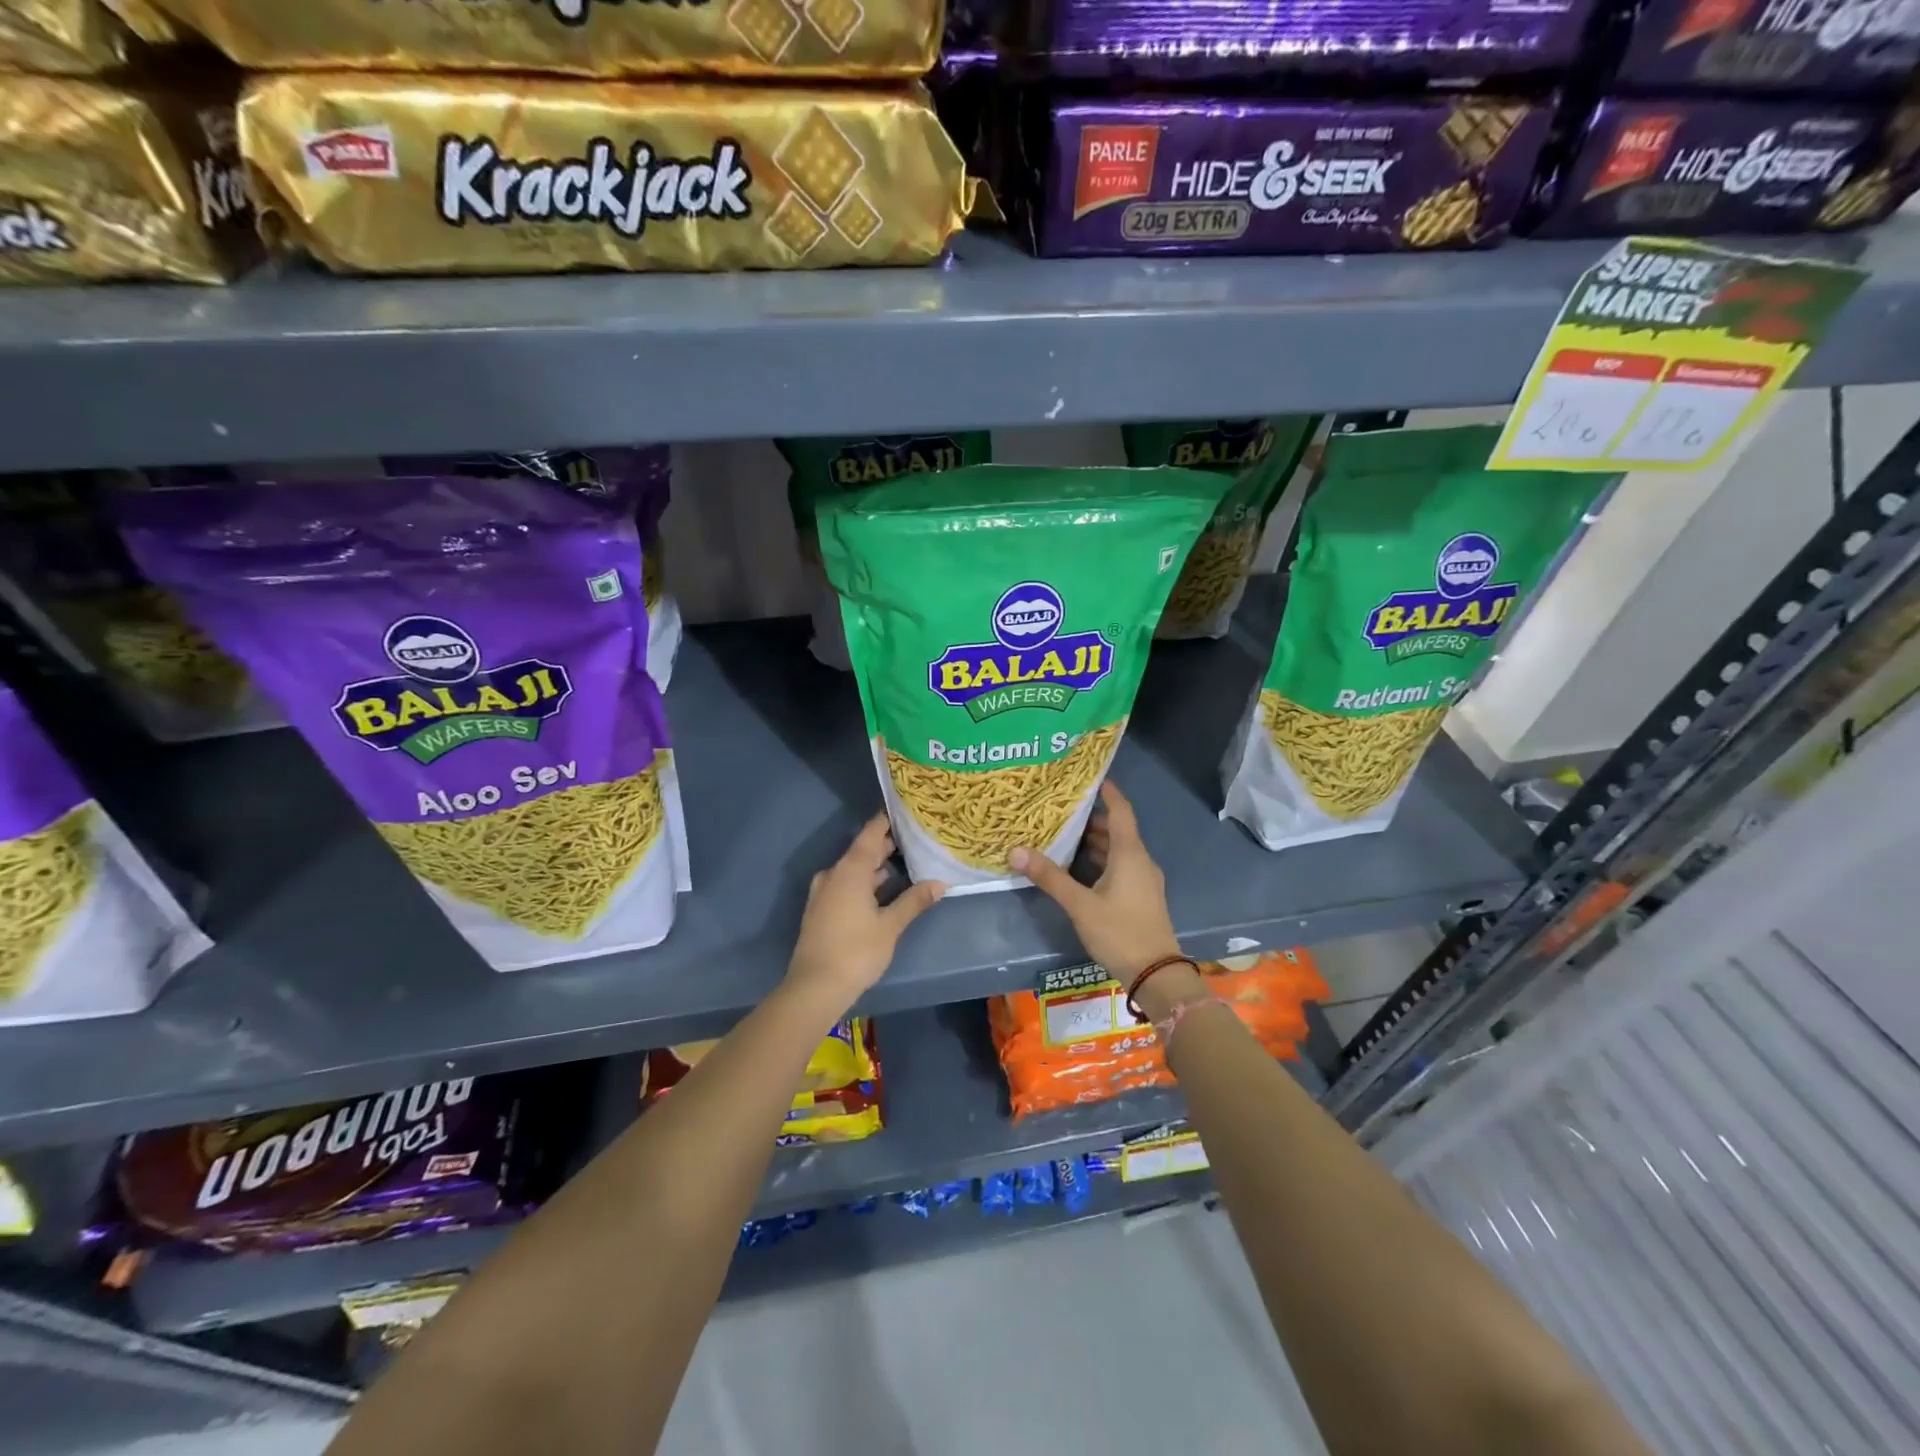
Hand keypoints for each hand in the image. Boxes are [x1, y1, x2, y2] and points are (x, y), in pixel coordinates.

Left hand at [785, 814, 944, 1013]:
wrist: (814, 987)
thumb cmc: (856, 951)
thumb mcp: (890, 926)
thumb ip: (914, 901)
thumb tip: (940, 883)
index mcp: (850, 870)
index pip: (870, 834)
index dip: (886, 820)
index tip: (904, 809)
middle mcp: (834, 874)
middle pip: (862, 850)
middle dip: (886, 844)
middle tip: (913, 837)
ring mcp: (824, 892)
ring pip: (853, 869)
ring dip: (875, 865)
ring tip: (904, 862)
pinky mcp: (820, 909)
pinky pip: (845, 883)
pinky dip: (864, 880)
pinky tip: (882, 889)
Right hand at [1011, 782, 1181, 983]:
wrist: (1155, 974)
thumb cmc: (1119, 931)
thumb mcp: (1080, 904)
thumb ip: (1050, 877)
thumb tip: (1015, 851)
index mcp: (1130, 854)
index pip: (1120, 811)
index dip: (1107, 792)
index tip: (1090, 777)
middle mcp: (1140, 860)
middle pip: (1116, 830)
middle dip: (1091, 819)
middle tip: (1060, 809)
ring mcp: (1143, 880)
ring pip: (1118, 850)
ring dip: (1094, 842)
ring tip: (1063, 834)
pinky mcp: (1141, 896)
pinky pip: (1120, 866)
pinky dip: (1100, 860)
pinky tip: (1078, 867)